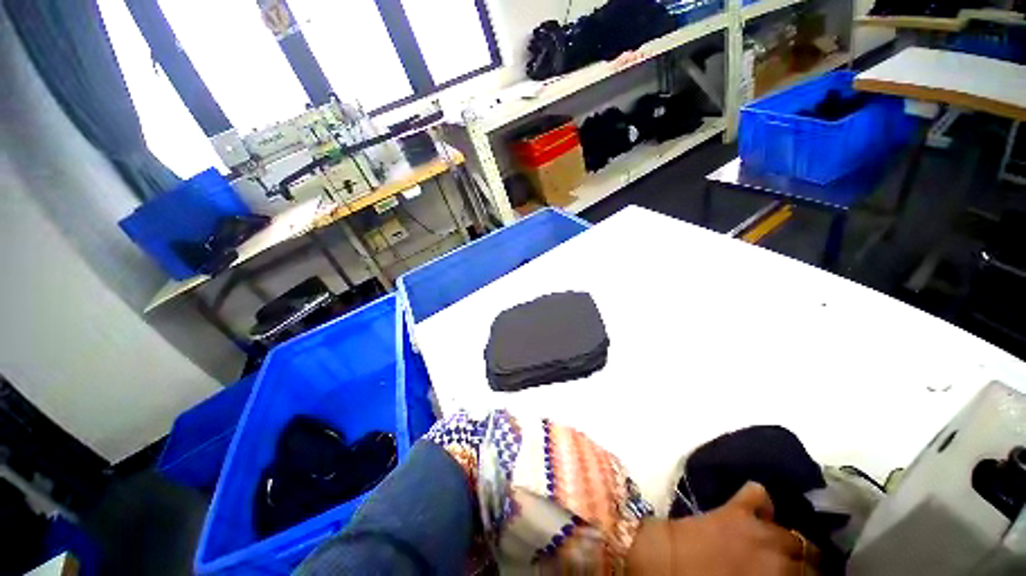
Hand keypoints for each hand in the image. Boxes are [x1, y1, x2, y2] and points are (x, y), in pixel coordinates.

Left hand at [627, 482, 817, 574]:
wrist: (662, 561)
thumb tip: (783, 572)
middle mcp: (776, 553)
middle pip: (810, 557)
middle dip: (808, 565)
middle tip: (798, 569)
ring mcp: (756, 527)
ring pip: (792, 532)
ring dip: (792, 540)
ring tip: (786, 547)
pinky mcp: (734, 508)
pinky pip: (757, 494)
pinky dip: (763, 501)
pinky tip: (761, 511)